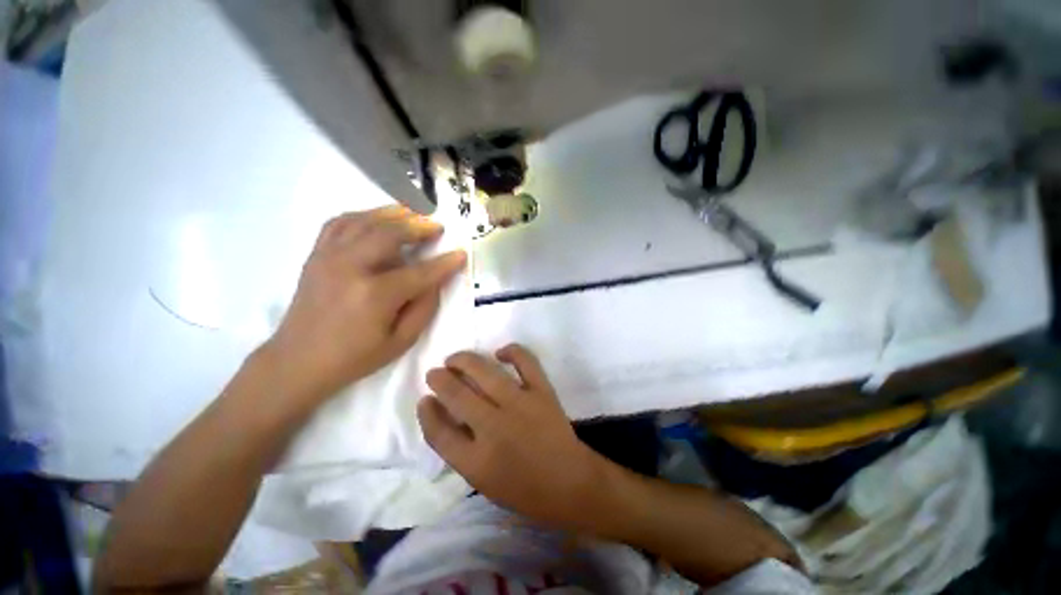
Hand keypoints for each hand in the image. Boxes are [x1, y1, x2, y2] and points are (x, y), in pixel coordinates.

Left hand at [266, 206, 466, 400]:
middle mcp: (350, 267)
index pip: (420, 272)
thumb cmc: (355, 357)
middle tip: (437, 226)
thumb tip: (436, 281)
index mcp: (375, 295)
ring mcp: (329, 257)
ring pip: (365, 221)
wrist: (298, 361)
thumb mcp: (401, 341)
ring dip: (393, 214)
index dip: (445, 263)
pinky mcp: (316, 255)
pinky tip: (377, 218)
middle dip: (419, 226)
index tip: (461, 253)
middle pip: (390, 233)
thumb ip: (424, 308)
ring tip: (413, 214)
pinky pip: (339, 223)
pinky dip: (363, 215)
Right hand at [418, 345, 610, 527]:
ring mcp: (520, 405)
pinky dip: (511, 351)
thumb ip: (460, 451)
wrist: (570, 482)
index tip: (424, 399)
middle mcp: (495, 429)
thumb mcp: (483, 482)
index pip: (439, 432)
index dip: (427, 413)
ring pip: (485, 372)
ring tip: (455, 358)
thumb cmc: (524, 489)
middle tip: (435, 372)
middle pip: (457, 395)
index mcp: (477, 462)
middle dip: (440, 379)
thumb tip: (444, 414)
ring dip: (464, 360)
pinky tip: (499, 352)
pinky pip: (525, 361)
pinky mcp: (542, 391)